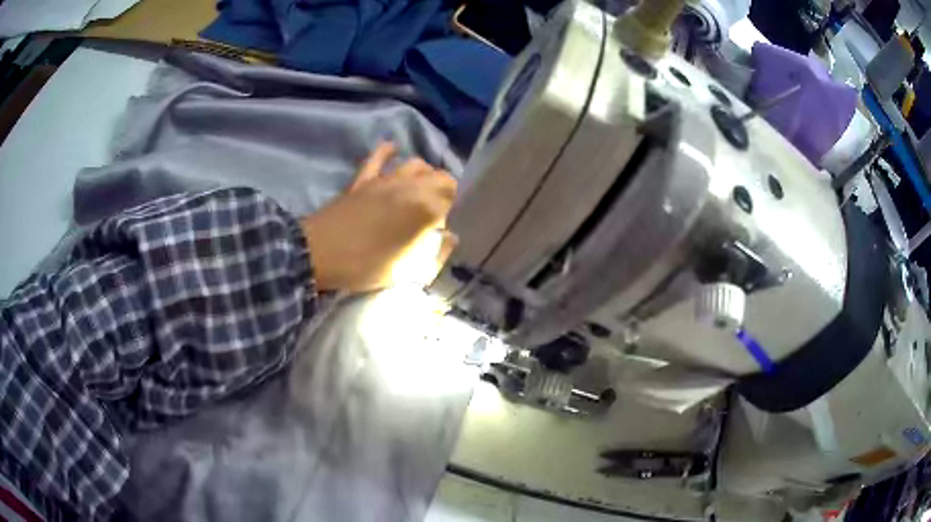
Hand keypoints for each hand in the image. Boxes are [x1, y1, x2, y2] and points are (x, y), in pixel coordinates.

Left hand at [301, 143, 458, 291]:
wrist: (319, 253)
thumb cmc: (365, 266)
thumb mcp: (407, 271)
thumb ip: (435, 253)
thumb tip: (450, 236)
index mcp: (425, 209)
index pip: (455, 200)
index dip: (454, 213)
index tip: (445, 229)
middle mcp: (411, 186)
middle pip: (442, 178)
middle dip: (447, 191)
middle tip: (441, 211)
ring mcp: (386, 178)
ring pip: (417, 164)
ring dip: (426, 174)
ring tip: (424, 189)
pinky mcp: (364, 177)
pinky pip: (379, 155)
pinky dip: (390, 151)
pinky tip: (395, 151)